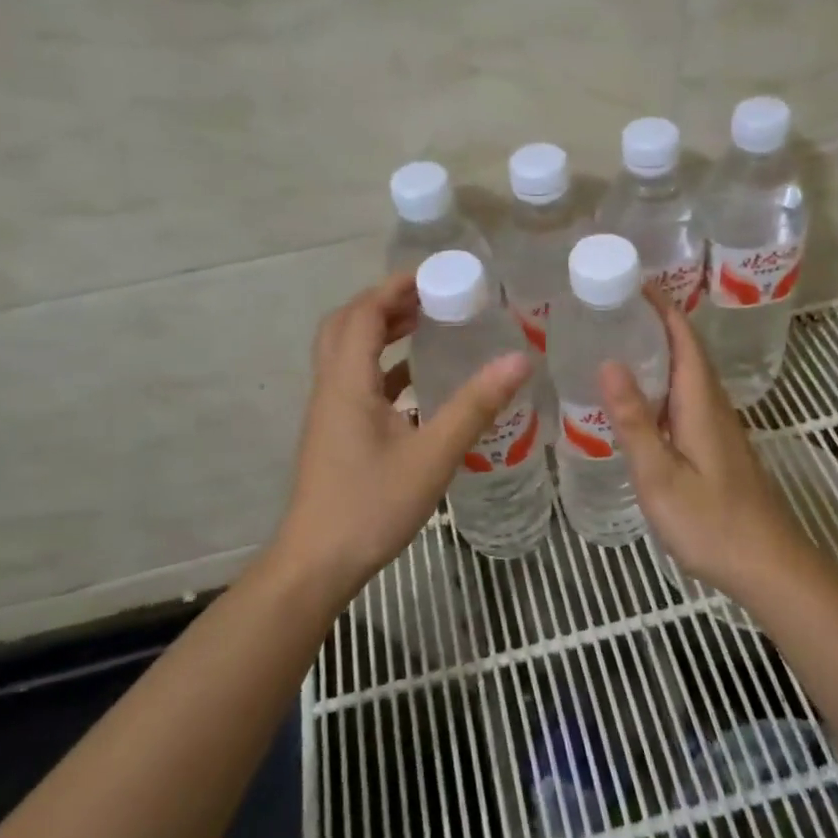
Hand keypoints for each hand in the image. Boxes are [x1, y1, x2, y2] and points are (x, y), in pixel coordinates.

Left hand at [276, 274, 530, 587]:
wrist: (317, 563)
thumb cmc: (372, 505)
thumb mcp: (433, 455)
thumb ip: (475, 406)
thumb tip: (519, 360)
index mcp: (348, 382)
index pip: (364, 313)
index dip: (395, 287)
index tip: (435, 274)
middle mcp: (332, 387)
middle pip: (348, 324)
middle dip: (386, 302)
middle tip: (432, 295)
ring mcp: (330, 411)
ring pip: (348, 352)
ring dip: (382, 331)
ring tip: (427, 324)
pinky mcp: (335, 432)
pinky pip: (356, 380)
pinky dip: (383, 366)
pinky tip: (417, 381)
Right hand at [598, 291, 822, 598]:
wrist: (765, 564)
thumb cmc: (710, 521)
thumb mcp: (660, 474)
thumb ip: (634, 420)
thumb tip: (609, 362)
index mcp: (700, 403)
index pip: (684, 338)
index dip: (661, 306)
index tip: (630, 281)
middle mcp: (713, 406)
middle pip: (687, 351)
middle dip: (655, 322)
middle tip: (610, 309)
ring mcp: (717, 427)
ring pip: (687, 375)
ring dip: (659, 351)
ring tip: (617, 343)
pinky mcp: (716, 446)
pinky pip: (686, 398)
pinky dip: (662, 383)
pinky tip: (639, 400)